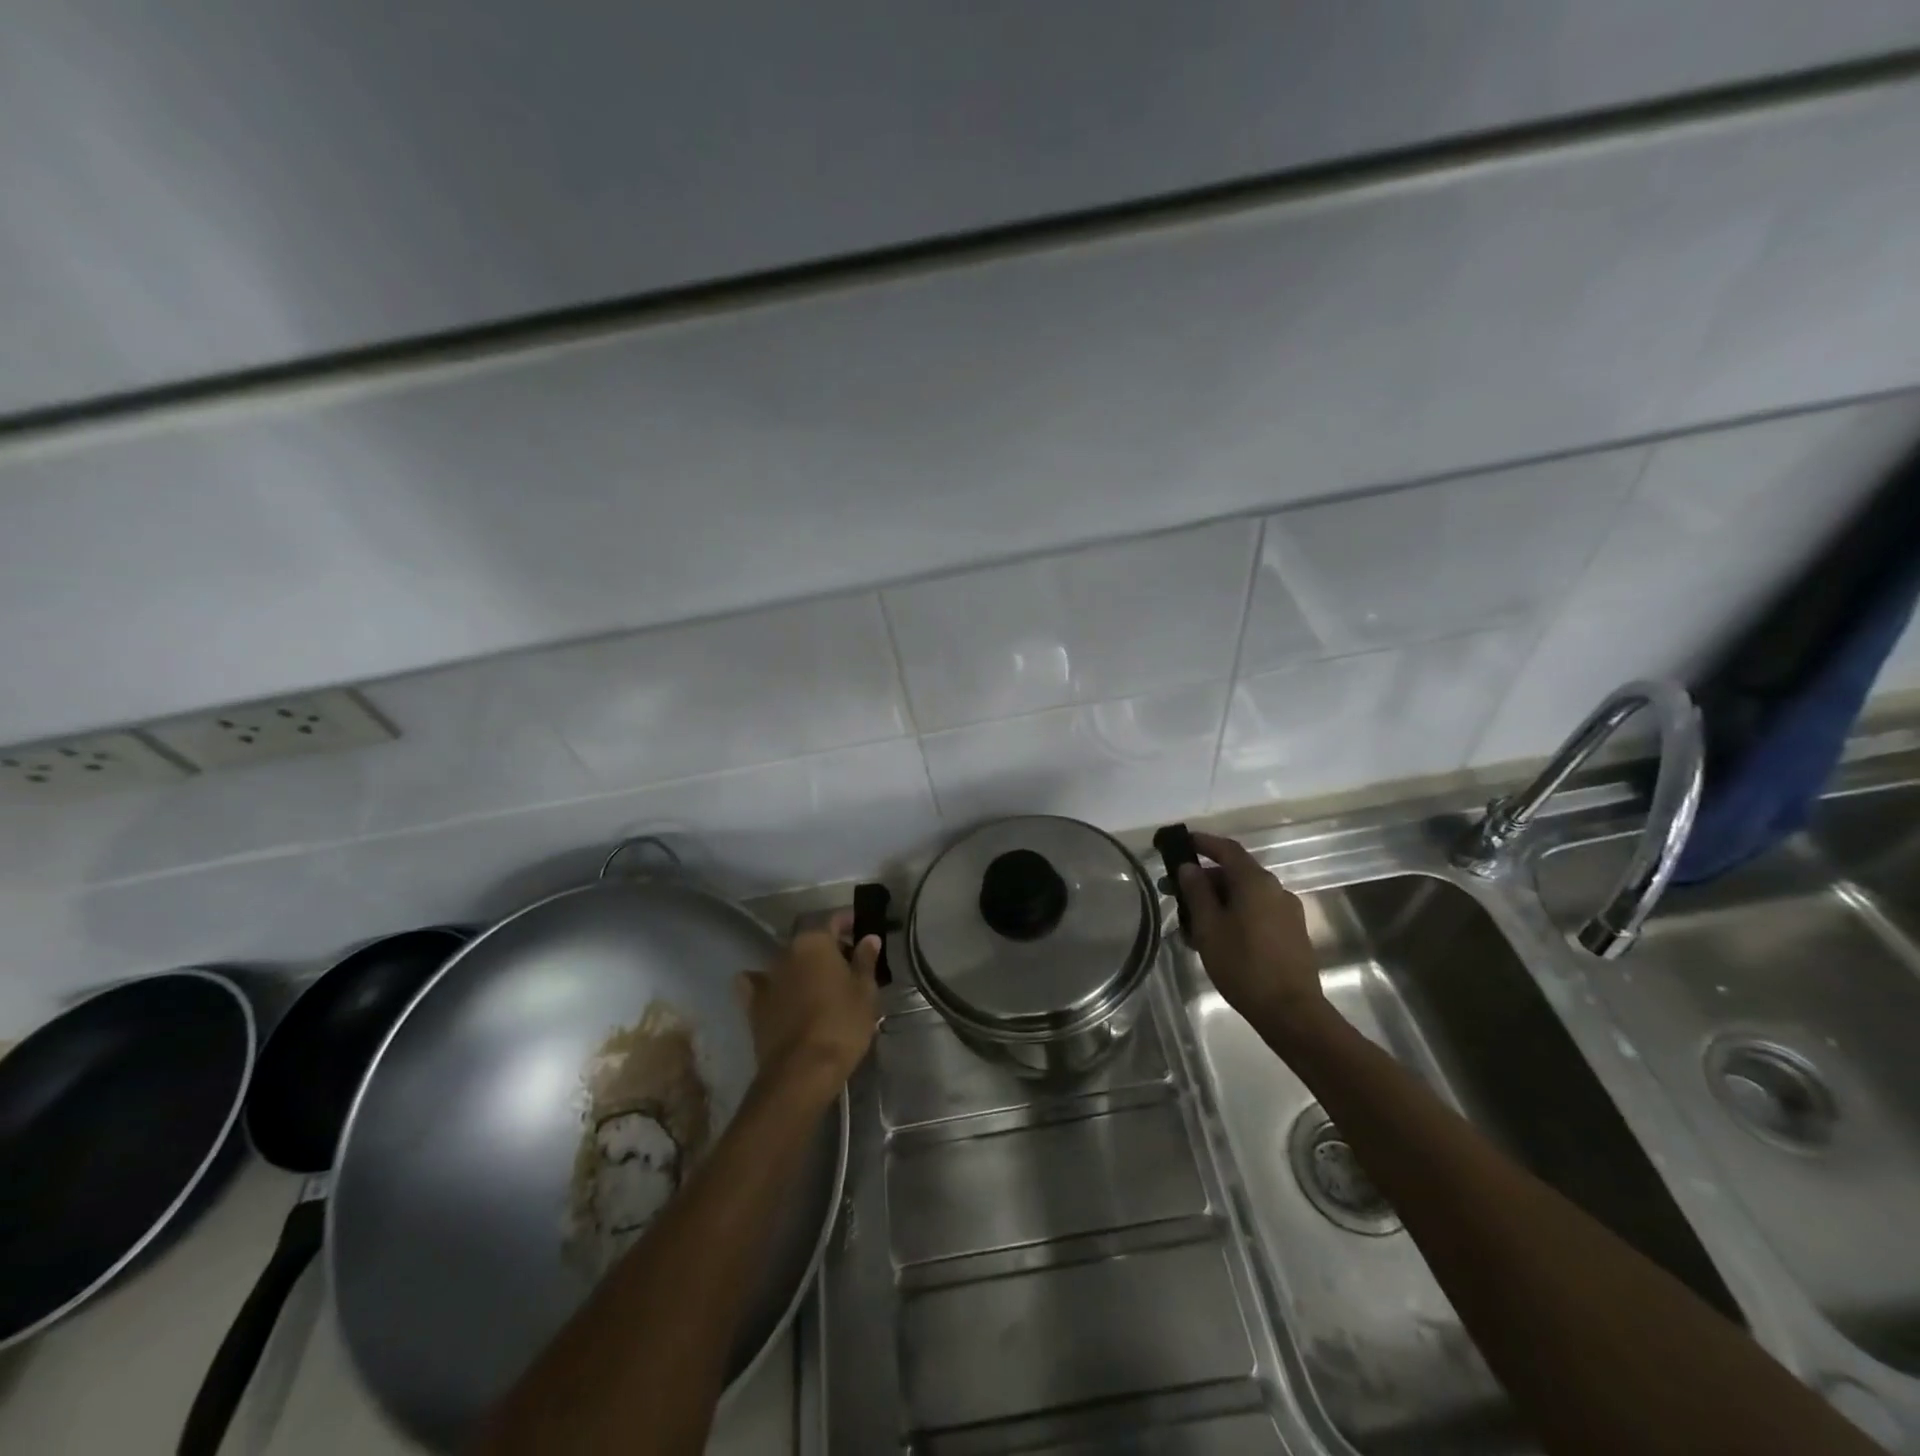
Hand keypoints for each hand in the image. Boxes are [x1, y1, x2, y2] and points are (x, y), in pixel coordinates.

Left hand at [736, 911, 880, 1097]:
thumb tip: (868, 938)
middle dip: (830, 948)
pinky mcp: (754, 1006)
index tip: (864, 932)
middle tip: (851, 964)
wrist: (801, 1072)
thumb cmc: (842, 1024)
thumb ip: (865, 960)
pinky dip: (770, 985)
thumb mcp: (865, 991)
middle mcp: (786, 952)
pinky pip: (762, 986)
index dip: (851, 923)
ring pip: (790, 963)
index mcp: (814, 941)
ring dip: (805, 968)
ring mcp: (766, 978)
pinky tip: (778, 992)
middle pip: (811, 941)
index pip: (835, 919)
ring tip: (823, 985)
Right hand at [1177, 832, 1325, 1029]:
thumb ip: (1197, 892)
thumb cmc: (1243, 965)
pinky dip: (1235, 915)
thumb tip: (1189, 867)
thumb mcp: (1208, 927)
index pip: (1227, 849)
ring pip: (1245, 895)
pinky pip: (1257, 912)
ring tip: (1191, 924)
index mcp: (1255, 882)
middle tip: (1175, 894)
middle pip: (1235, 873)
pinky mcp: (1292, 933)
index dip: (1203, 843)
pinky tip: (1217, 938)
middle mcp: (1276, 889)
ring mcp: (1287, 911)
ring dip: (1218, 901)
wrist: (1291, 1012)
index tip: (1182, 843)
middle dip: (1204, 880)